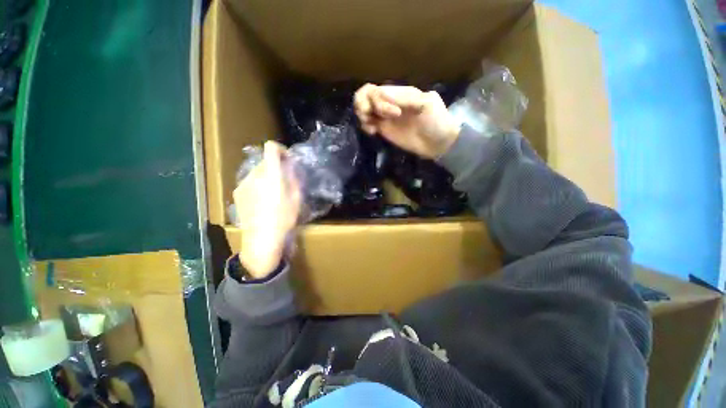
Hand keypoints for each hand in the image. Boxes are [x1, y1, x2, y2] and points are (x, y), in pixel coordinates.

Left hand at [233, 141, 300, 278]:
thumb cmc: (284, 218)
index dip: (280, 149)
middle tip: (285, 180)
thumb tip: (292, 166)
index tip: (288, 160)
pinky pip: (250, 182)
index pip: (270, 148)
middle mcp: (254, 175)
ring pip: (257, 172)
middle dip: (276, 166)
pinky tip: (263, 201)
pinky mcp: (237, 193)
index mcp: (271, 174)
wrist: (262, 238)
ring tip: (274, 193)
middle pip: (265, 161)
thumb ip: (294, 178)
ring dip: (267, 176)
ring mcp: (243, 184)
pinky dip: (258, 184)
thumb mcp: (297, 198)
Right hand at [354, 84, 460, 158]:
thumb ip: (406, 98)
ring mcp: (385, 116)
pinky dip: (365, 125)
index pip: (377, 90)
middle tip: (369, 117)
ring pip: (363, 108)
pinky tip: (373, 132)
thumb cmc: (437, 122)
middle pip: (365, 95)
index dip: (379, 102)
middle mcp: (389, 102)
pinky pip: (367, 123)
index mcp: (400, 93)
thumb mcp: (427, 104)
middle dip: (362, 104)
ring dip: (362, 115)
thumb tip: (383, 96)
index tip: (395, 115)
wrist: (438, 144)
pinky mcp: (384, 129)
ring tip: (371, 128)